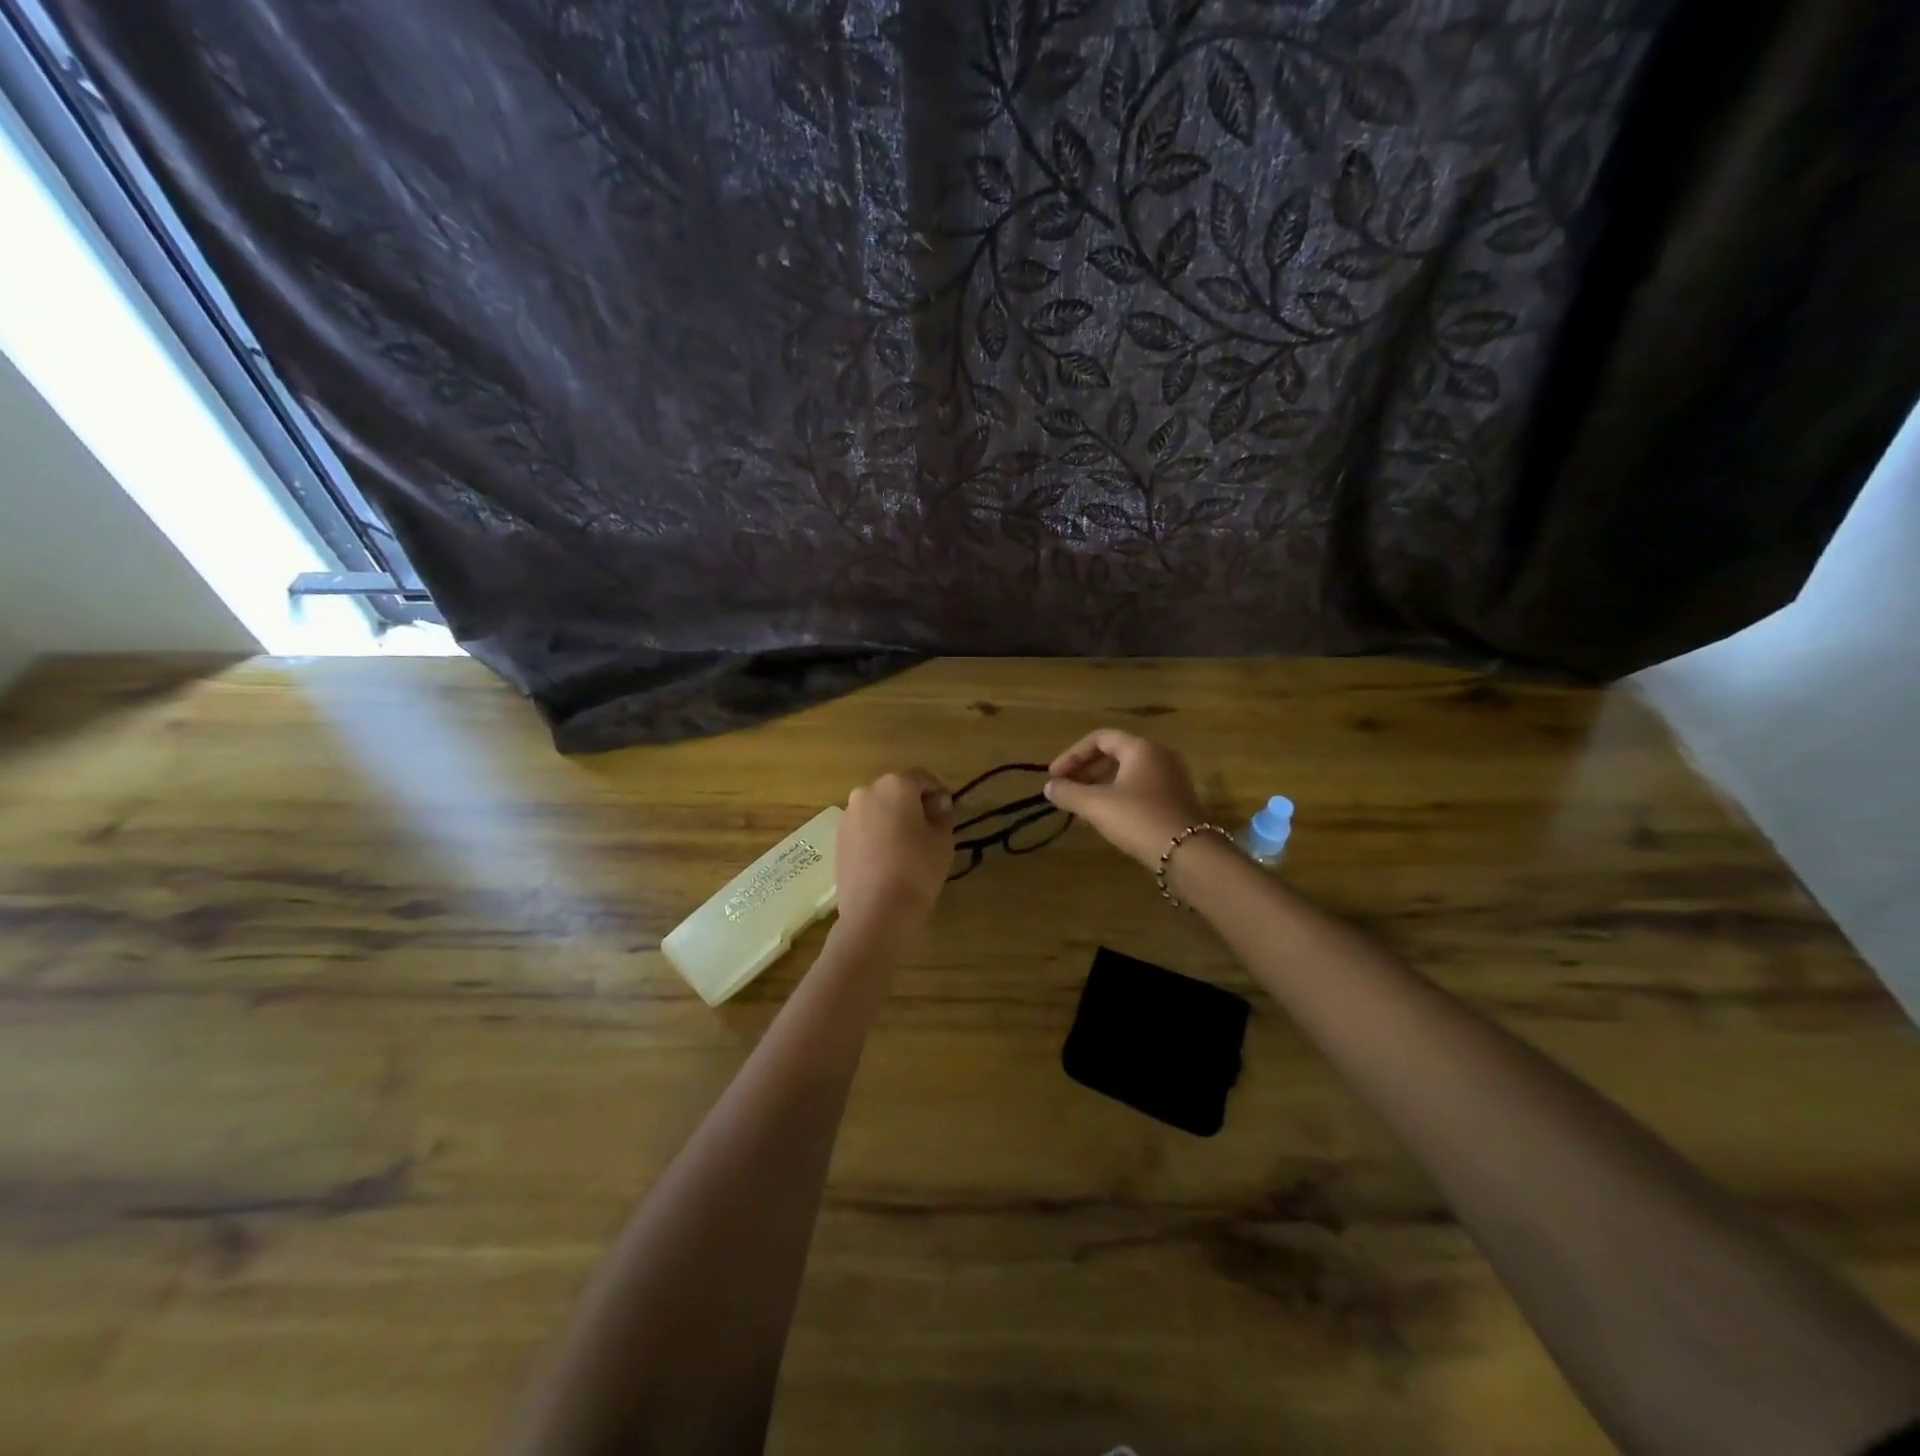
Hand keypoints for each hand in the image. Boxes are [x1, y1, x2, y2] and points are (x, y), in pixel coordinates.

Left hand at [835, 770, 955, 939]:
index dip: (938, 794)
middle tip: (929, 830)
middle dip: (913, 804)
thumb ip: (942, 814)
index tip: (947, 815)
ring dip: (892, 819)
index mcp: (895, 784)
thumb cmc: (917, 869)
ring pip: (877, 809)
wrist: (876, 911)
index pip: (923, 778)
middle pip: (896, 790)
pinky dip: (876, 835)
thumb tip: (937, 804)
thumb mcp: (942, 839)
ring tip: (906, 847)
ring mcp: (848, 815)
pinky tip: (886, 859)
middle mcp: (866, 791)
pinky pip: (863, 828)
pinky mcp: (838, 838)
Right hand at [1044, 729, 1206, 870]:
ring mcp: (1171, 779)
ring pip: (1127, 774)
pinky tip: (1105, 818)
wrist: (1189, 854)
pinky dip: (1118, 797)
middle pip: (1115, 755)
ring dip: (1100, 786)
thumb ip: (1069, 793)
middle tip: (1065, 790)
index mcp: (1141, 748)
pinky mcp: (1176, 801)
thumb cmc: (1139, 819)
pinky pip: (1140, 790)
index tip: (1054, 776)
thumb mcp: (1097, 805)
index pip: (1100, 739)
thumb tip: (1049, 787)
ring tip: (1080, 806)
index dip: (1072, 755)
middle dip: (1085, 771)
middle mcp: (1159, 757)